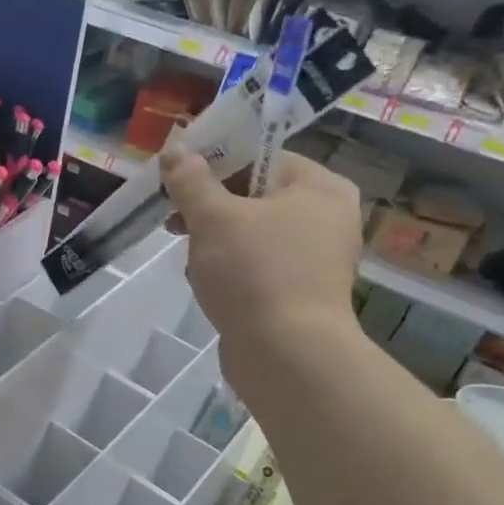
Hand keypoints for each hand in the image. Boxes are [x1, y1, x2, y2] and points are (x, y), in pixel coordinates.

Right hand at [161, 145, 364, 387]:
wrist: (286, 355)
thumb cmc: (254, 273)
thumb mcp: (213, 218)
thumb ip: (191, 180)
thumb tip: (176, 148)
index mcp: (320, 187)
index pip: (262, 157)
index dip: (215, 164)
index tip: (178, 181)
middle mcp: (328, 218)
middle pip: (256, 196)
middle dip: (211, 208)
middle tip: (175, 221)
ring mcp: (317, 260)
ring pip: (253, 234)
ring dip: (216, 241)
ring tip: (191, 258)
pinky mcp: (301, 294)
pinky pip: (258, 267)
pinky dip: (232, 270)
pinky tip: (207, 283)